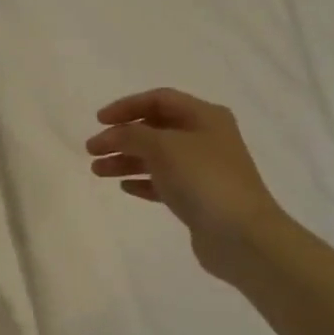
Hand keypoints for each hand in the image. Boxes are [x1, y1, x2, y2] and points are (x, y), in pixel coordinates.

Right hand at [86, 88, 286, 280]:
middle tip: (92, 150)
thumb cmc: (203, 179)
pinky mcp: (198, 197)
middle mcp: (205, 138)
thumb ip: (131, 135)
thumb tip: (111, 135)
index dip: (127, 106)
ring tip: (97, 171)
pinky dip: (142, 181)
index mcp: (204, 117)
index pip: (159, 100)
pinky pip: (163, 182)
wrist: (241, 235)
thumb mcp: (163, 147)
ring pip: (156, 157)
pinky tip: (124, 187)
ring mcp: (203, 169)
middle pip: (155, 129)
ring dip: (125, 160)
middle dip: (121, 137)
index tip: (98, 121)